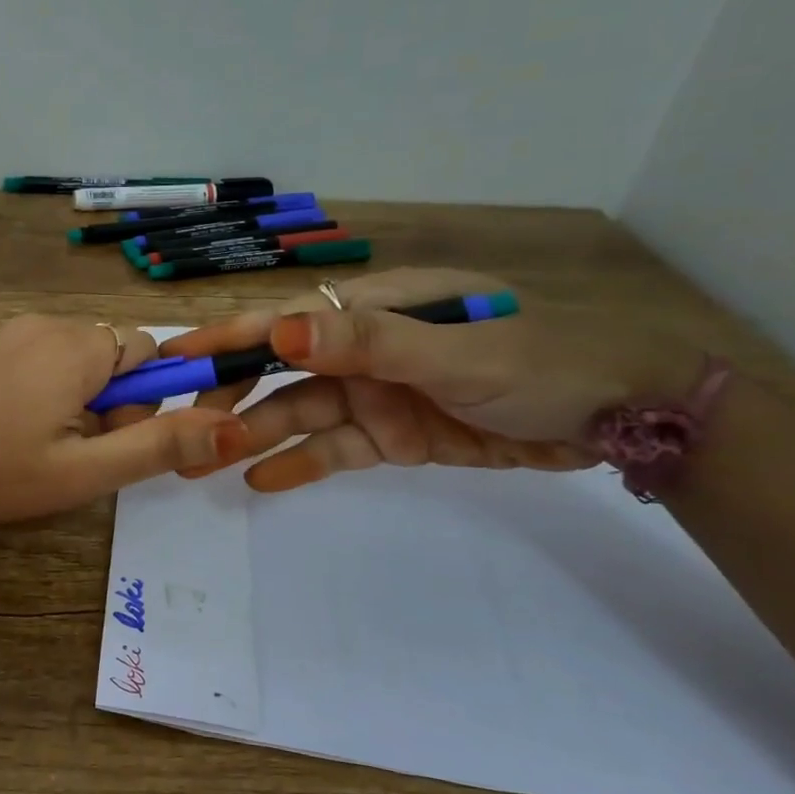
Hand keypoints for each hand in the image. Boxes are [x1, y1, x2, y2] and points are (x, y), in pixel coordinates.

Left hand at [0, 316, 249, 531]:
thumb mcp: (84, 472)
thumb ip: (159, 446)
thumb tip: (231, 427)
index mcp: (76, 345)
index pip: (147, 349)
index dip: (146, 399)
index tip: (117, 439)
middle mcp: (44, 325)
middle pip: (110, 355)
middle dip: (112, 402)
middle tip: (76, 453)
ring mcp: (7, 334)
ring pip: (74, 361)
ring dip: (78, 401)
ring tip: (41, 449)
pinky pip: (38, 362)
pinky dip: (44, 394)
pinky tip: (12, 434)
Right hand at [153, 267, 703, 492]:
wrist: (622, 418)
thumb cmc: (541, 363)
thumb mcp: (452, 352)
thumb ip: (367, 344)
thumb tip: (280, 334)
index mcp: (374, 311)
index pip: (285, 323)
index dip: (227, 339)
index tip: (172, 356)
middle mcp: (364, 349)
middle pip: (280, 372)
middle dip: (230, 396)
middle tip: (179, 428)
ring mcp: (377, 394)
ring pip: (300, 415)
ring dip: (254, 437)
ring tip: (204, 464)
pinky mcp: (393, 435)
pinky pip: (334, 449)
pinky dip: (300, 464)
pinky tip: (260, 481)